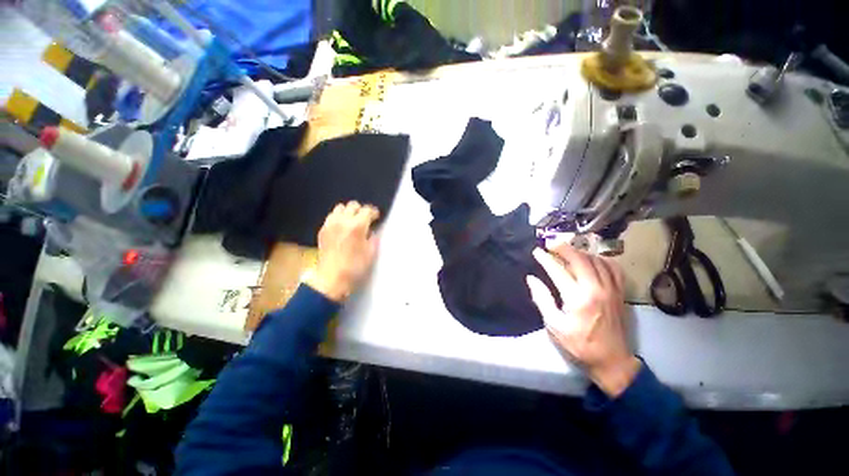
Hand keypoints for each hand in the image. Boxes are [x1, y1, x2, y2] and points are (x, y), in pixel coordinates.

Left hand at [304, 202, 380, 301]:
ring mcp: (331, 224)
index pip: (367, 210)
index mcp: (357, 226)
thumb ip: (373, 237)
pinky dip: (338, 217)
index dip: (374, 212)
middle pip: (353, 205)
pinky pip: (331, 216)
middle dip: (361, 210)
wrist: (332, 278)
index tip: (376, 217)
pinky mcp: (322, 230)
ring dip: (348, 212)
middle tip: (365, 219)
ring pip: (340, 208)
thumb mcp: (371, 252)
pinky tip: (341, 227)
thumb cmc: (355, 267)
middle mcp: (343, 221)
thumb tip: (372, 230)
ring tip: (352, 221)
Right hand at [527, 244, 639, 396]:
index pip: (558, 270)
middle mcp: (596, 289)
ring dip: (580, 252)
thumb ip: (542, 299)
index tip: (536, 251)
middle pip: (580, 259)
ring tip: (568, 251)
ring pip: (597, 261)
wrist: (612, 361)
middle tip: (551, 244)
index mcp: (578, 298)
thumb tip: (531, 279)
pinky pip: (613, 268)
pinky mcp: (620, 293)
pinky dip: (601, 260)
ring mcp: (611, 290)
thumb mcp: (554, 325)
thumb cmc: (579, 344)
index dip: (545, 259)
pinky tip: (593, 260)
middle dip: (564, 248)